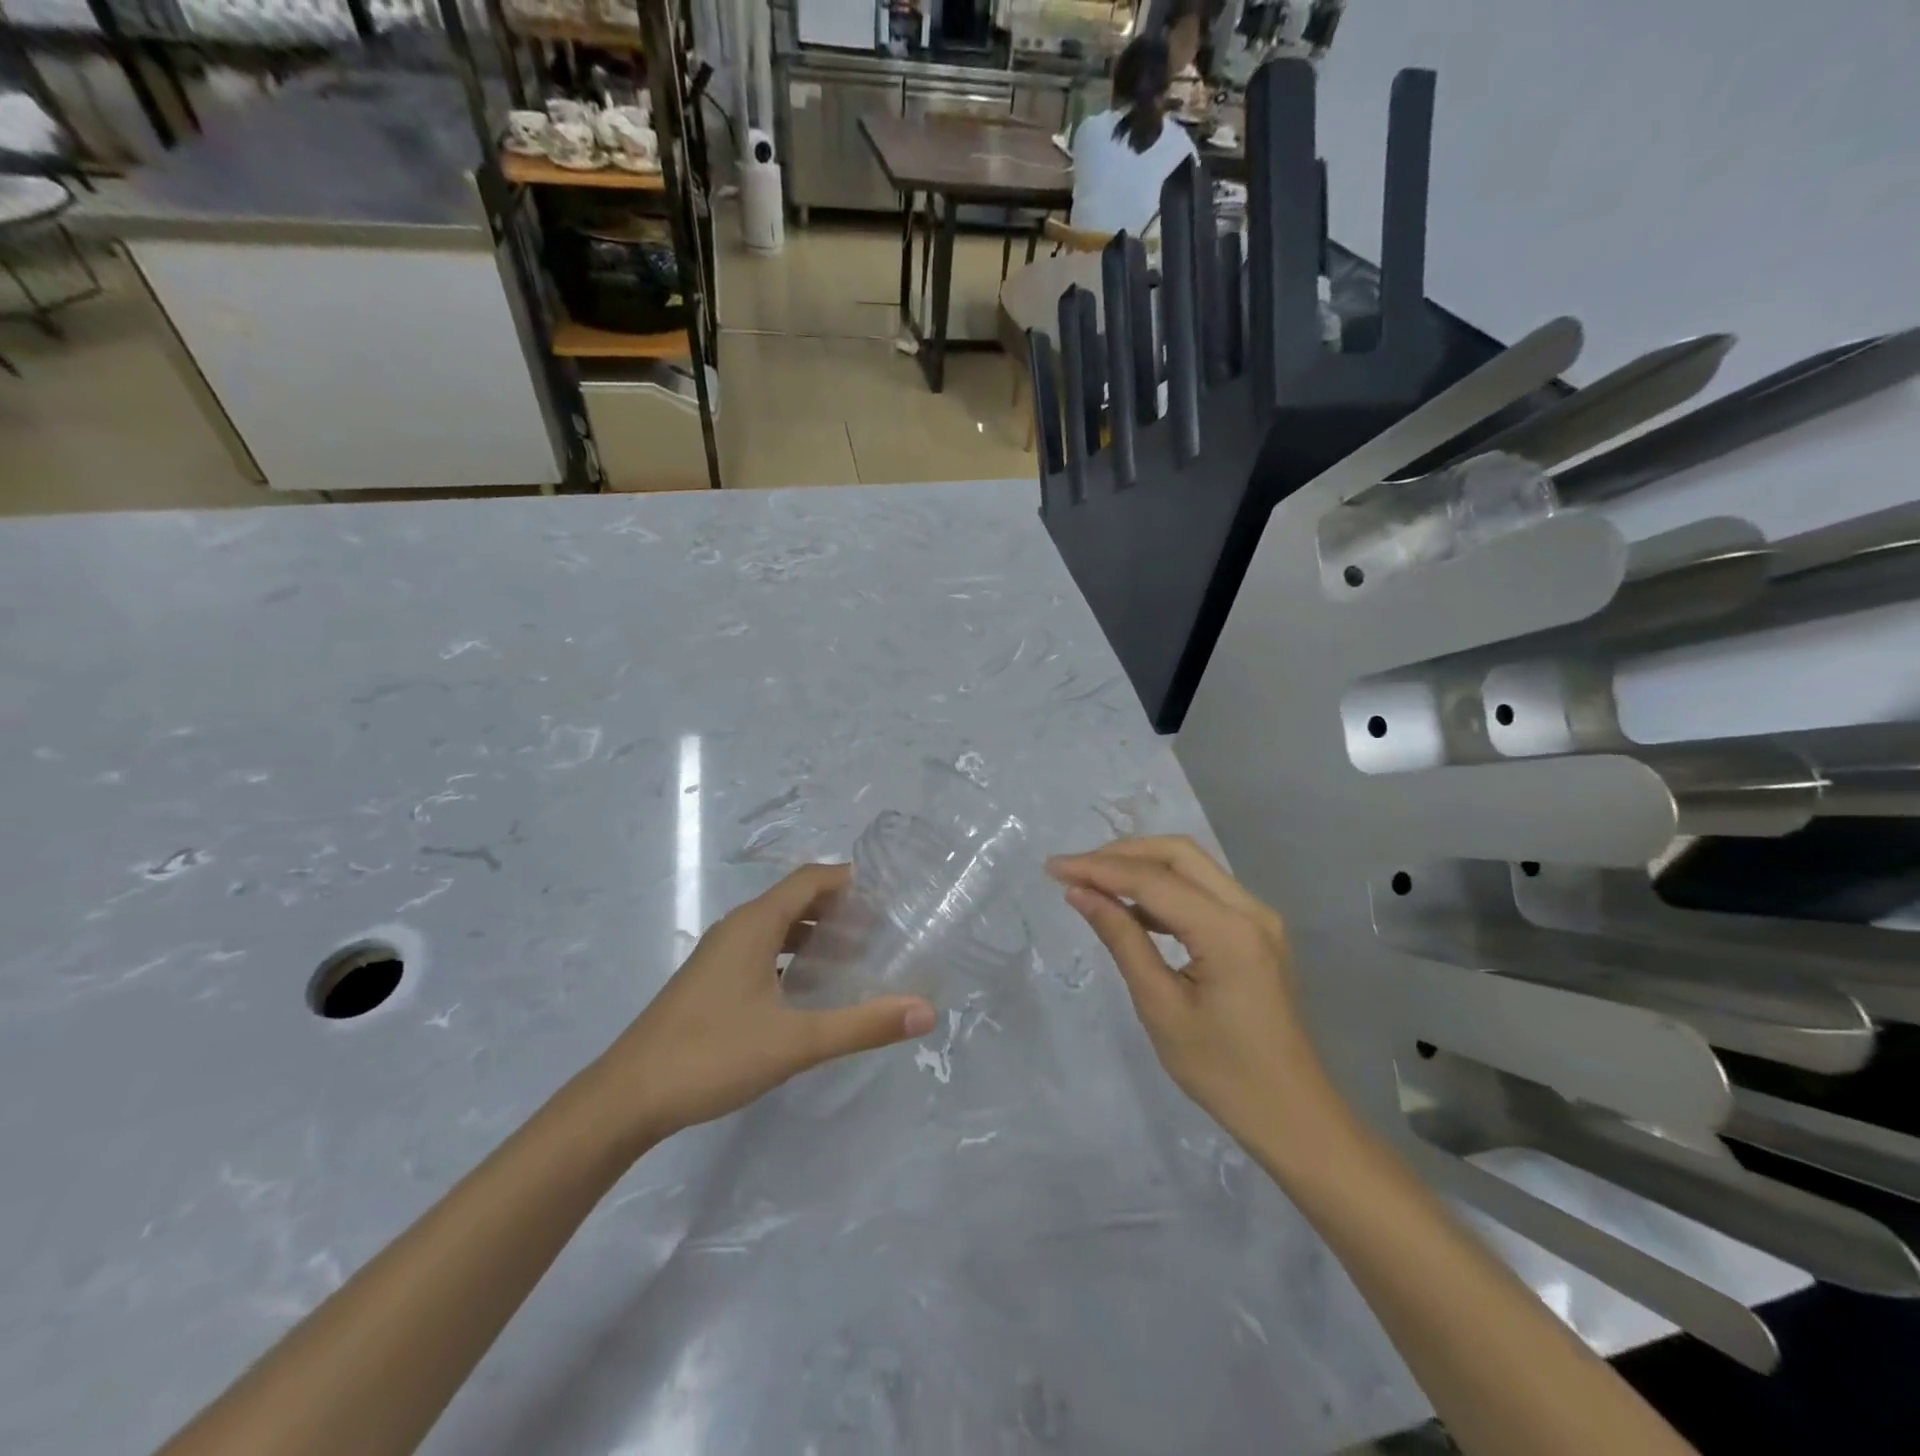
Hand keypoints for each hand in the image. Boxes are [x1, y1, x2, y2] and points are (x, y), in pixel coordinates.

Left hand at [594, 863, 936, 1149]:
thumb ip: (862, 1025)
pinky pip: (761, 949)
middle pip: (795, 899)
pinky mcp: (710, 981)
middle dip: (838, 907)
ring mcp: (719, 955)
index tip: (888, 894)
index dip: (849, 880)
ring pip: (776, 926)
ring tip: (853, 955)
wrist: (626, 1098)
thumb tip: (926, 1011)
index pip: (810, 879)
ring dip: (814, 932)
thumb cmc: (712, 1055)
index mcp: (755, 925)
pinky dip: (791, 955)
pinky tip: (807, 988)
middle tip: (882, 929)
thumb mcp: (796, 1042)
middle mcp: (736, 929)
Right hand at [1047, 836, 1334, 1147]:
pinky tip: (1132, 910)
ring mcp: (1258, 918)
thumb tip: (1080, 893)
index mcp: (1228, 931)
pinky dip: (1164, 890)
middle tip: (1075, 870)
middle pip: (1178, 854)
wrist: (1291, 1116)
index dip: (1098, 868)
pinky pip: (1204, 892)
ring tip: (1093, 884)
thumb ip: (1121, 939)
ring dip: (1142, 867)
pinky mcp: (1255, 932)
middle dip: (1121, 854)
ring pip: (1192, 867)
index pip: (1153, 880)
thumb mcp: (1160, 1006)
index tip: (1052, 867)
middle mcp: (1250, 910)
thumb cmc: (1221, 1071)